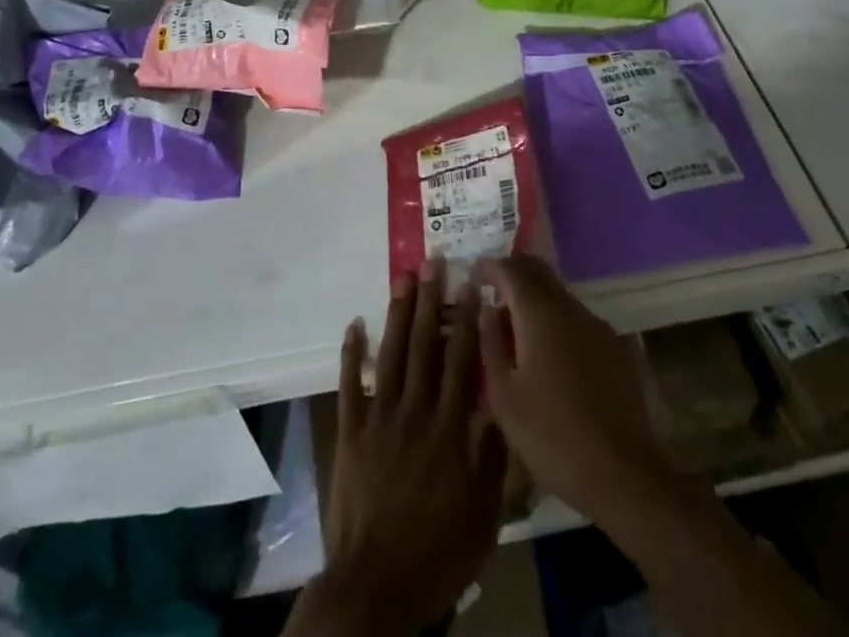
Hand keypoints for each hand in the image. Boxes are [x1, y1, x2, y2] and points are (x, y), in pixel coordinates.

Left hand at [296, 260, 506, 635]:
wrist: (377, 585)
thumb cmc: (438, 552)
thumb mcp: (483, 513)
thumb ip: (491, 456)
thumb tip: (499, 404)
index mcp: (450, 428)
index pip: (462, 361)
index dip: (467, 320)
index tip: (471, 285)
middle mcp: (415, 411)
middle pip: (424, 345)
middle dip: (430, 301)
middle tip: (432, 262)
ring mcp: (379, 417)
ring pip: (391, 354)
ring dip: (397, 313)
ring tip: (402, 278)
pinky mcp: (351, 431)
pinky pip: (350, 384)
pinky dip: (351, 353)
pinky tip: (354, 324)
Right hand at [475, 255, 667, 520]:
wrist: (623, 474)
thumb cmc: (552, 436)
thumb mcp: (505, 397)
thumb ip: (491, 345)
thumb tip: (486, 309)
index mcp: (539, 314)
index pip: (510, 270)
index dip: (489, 266)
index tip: (473, 272)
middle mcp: (570, 308)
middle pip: (538, 272)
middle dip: (514, 273)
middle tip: (492, 289)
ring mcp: (596, 326)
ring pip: (559, 295)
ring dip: (535, 299)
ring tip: (517, 327)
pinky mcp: (614, 347)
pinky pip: (577, 319)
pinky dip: (556, 321)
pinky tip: (550, 352)